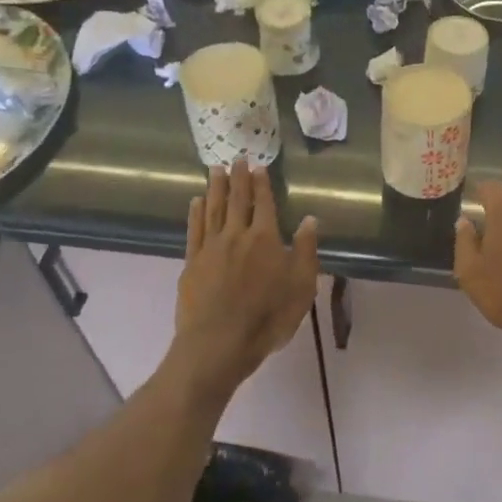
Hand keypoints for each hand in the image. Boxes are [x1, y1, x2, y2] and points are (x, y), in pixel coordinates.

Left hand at [172, 160, 319, 394]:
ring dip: (215, 188)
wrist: (219, 343)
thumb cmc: (268, 317)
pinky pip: (194, 230)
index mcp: (265, 238)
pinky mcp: (192, 263)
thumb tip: (309, 219)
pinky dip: (196, 213)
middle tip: (236, 158)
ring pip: (213, 209)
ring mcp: (210, 247)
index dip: (261, 183)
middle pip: (236, 200)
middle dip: (238, 178)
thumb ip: (305, 250)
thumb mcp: (301, 286)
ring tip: (215, 170)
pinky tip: (196, 202)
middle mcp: (236, 235)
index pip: (263, 203)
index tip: (258, 165)